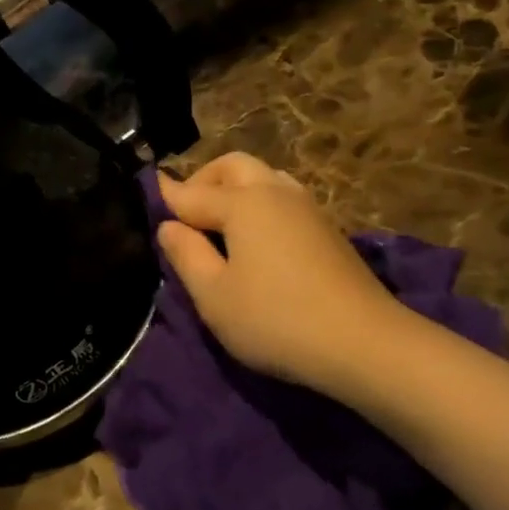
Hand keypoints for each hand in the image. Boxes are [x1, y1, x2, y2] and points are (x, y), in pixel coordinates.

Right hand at [158, 153, 398, 393]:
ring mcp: (308, 209)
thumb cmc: (275, 319)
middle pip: (233, 167)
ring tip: (220, 225)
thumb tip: (168, 226)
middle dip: (204, 180)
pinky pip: (283, 199)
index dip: (166, 197)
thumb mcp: (214, 295)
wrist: (363, 343)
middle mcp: (276, 193)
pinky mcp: (328, 230)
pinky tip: (256, 240)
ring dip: (236, 189)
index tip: (146, 196)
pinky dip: (260, 205)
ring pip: (265, 178)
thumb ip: (185, 255)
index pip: (192, 193)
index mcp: (243, 203)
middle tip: (186, 212)